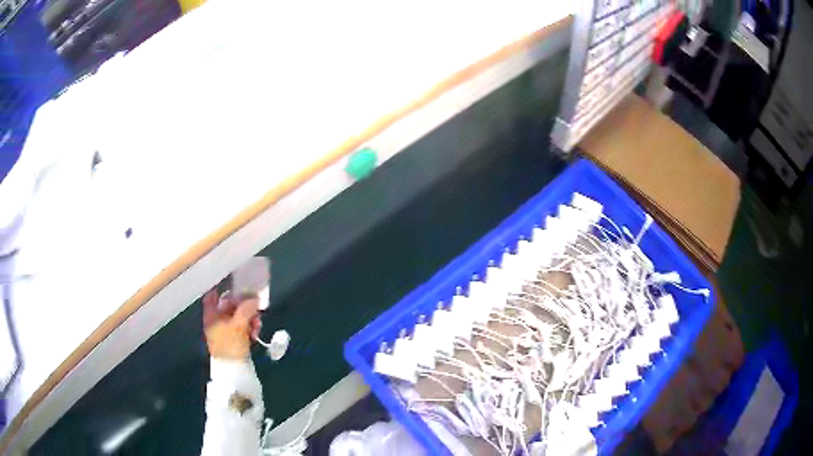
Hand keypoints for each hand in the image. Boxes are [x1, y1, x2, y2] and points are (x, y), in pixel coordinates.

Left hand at [203, 289, 261, 359]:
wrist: (233, 371)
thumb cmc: (230, 345)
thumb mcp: (239, 324)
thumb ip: (247, 308)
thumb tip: (255, 298)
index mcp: (211, 314)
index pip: (213, 294)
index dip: (223, 287)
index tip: (238, 284)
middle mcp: (216, 320)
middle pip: (230, 305)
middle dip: (244, 306)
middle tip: (256, 310)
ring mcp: (225, 330)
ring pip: (238, 317)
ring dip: (250, 319)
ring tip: (257, 326)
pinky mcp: (233, 339)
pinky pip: (242, 327)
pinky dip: (249, 328)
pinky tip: (256, 333)